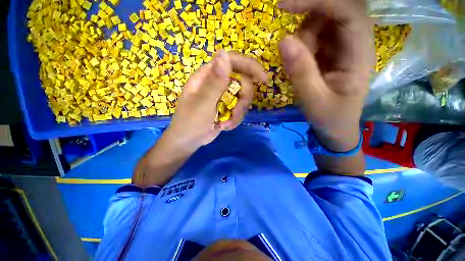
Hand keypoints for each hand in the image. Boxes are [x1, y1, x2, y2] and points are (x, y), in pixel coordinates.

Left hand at [164, 50, 267, 150]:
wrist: (188, 141)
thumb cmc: (190, 122)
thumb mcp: (202, 103)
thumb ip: (214, 82)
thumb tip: (223, 53)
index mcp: (208, 75)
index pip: (233, 61)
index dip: (250, 66)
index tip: (263, 80)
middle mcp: (218, 82)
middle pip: (243, 82)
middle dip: (243, 101)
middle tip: (235, 113)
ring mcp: (223, 96)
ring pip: (243, 99)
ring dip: (238, 114)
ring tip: (225, 124)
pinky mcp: (227, 107)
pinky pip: (239, 110)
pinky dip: (234, 120)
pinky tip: (223, 126)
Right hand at [278, 0, 372, 149]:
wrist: (335, 127)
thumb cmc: (329, 117)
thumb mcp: (313, 100)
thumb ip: (300, 72)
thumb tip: (284, 41)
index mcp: (359, 54)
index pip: (348, 11)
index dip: (319, 1)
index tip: (285, 6)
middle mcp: (354, 43)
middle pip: (335, 10)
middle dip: (308, 19)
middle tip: (290, 44)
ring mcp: (342, 46)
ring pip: (321, 23)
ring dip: (303, 39)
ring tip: (298, 67)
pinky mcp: (330, 52)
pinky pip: (314, 36)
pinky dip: (302, 46)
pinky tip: (300, 65)